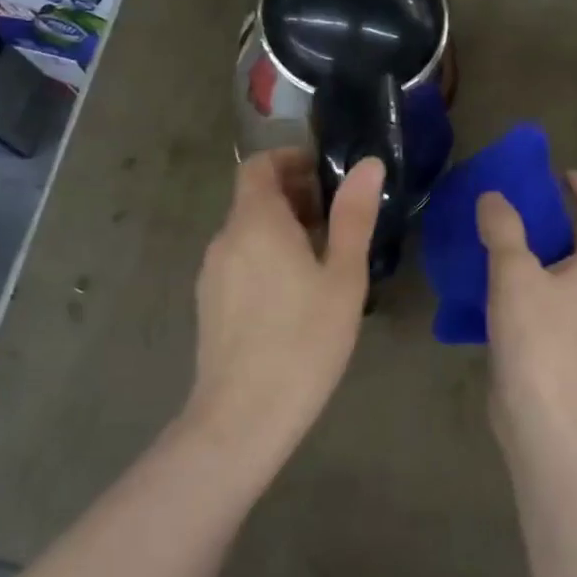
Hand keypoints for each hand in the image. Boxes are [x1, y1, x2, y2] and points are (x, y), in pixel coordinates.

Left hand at [188, 149, 383, 454]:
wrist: (243, 416)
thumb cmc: (304, 340)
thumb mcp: (342, 276)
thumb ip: (353, 216)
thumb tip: (368, 165)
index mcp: (256, 222)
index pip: (259, 165)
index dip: (290, 160)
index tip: (326, 175)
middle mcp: (225, 238)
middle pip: (254, 197)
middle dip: (293, 194)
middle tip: (336, 217)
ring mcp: (212, 272)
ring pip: (247, 230)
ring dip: (281, 226)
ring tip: (322, 255)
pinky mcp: (209, 302)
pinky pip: (239, 259)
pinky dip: (265, 253)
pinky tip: (294, 291)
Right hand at [476, 171, 576, 433]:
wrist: (540, 414)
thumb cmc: (537, 336)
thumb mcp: (514, 273)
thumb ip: (503, 229)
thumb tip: (493, 197)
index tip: (560, 178)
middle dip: (561, 218)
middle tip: (523, 207)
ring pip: (567, 272)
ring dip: (541, 251)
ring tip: (502, 241)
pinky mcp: (560, 345)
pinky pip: (548, 298)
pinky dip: (527, 282)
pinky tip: (493, 286)